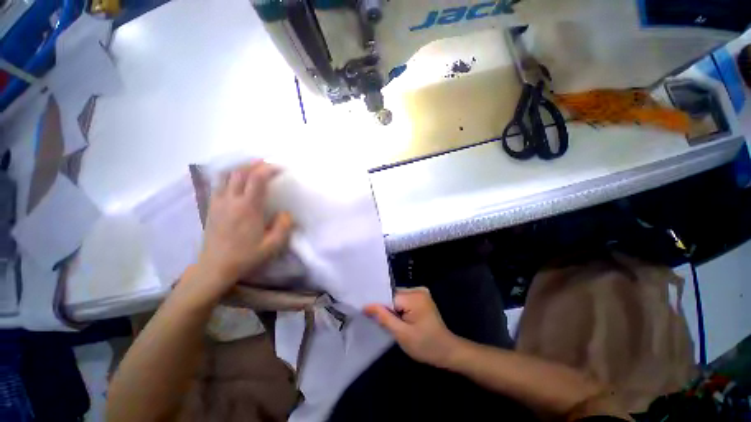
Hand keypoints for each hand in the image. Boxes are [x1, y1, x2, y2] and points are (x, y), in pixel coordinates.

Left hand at [189, 161, 292, 302]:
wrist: (216, 266)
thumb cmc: (246, 256)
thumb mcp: (272, 245)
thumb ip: (283, 226)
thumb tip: (285, 212)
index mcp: (248, 208)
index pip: (257, 179)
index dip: (269, 169)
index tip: (280, 168)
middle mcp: (231, 200)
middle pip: (240, 172)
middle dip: (255, 164)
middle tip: (268, 165)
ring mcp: (218, 202)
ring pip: (227, 175)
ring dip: (241, 168)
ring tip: (253, 168)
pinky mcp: (211, 207)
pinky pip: (219, 184)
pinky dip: (229, 176)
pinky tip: (237, 180)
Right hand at [365, 287, 460, 367]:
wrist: (447, 350)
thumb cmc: (426, 345)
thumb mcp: (402, 334)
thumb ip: (384, 317)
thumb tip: (366, 306)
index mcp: (414, 297)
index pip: (388, 297)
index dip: (379, 307)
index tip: (368, 315)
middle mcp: (417, 289)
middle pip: (393, 295)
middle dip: (386, 308)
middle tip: (381, 323)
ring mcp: (421, 292)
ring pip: (397, 297)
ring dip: (392, 308)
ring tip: (391, 322)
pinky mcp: (422, 297)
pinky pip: (404, 299)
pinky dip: (399, 308)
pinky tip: (399, 319)